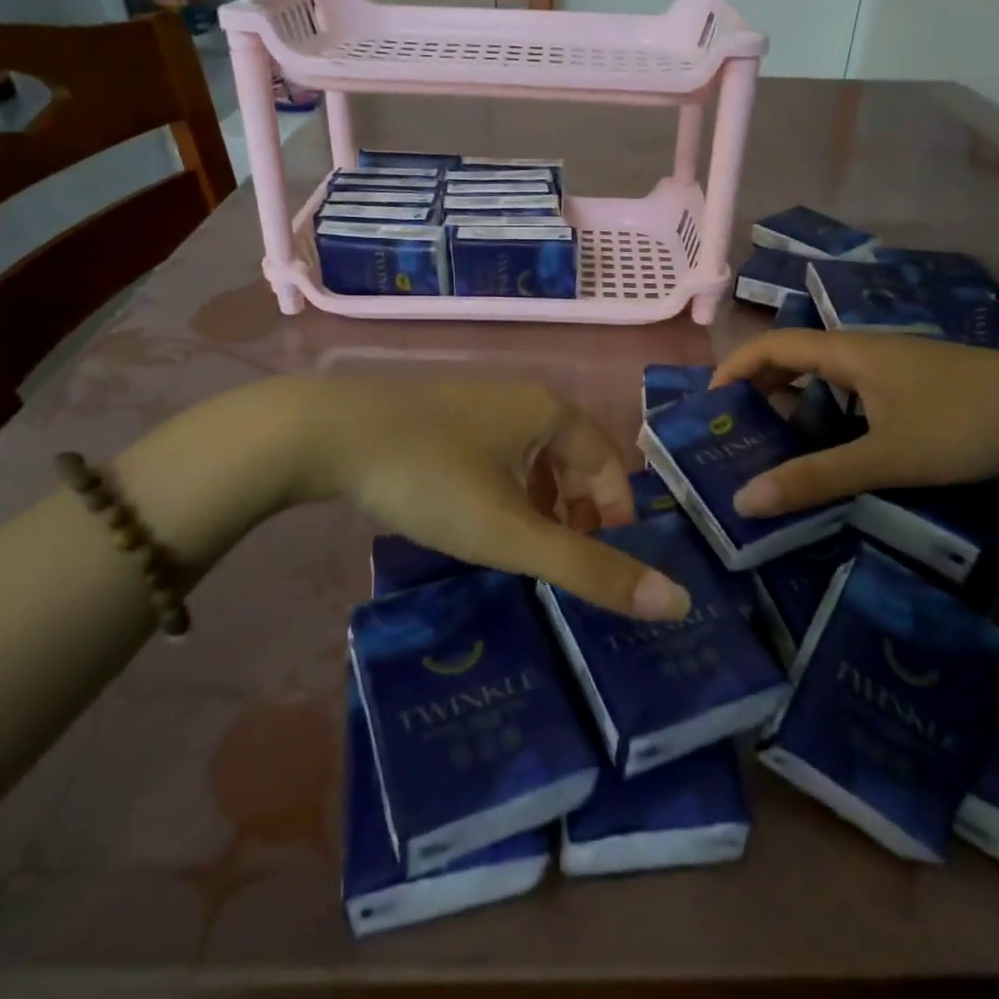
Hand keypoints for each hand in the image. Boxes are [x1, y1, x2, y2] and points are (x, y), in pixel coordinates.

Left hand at [292, 376, 691, 619]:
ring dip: (539, 503)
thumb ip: (590, 569)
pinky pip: (494, 453)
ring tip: (522, 547)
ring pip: (531, 457)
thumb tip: (676, 602)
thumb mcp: (511, 534)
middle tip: (562, 561)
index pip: (609, 465)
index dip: (616, 517)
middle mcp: (520, 396)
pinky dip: (503, 488)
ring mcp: (475, 400)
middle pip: (572, 459)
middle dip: (577, 512)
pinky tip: (475, 517)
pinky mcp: (438, 413)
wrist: (323, 432)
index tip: (601, 564)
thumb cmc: (429, 478)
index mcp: (550, 411)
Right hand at [710, 331, 998, 516]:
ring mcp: (896, 366)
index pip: (772, 346)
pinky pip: (855, 391)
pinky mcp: (919, 384)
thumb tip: (744, 500)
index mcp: (849, 352)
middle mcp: (866, 349)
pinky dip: (830, 413)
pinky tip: (838, 448)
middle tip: (738, 435)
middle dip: (760, 390)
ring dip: (796, 403)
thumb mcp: (886, 457)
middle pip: (795, 357)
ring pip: (828, 377)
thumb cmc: (968, 423)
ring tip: (778, 446)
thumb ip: (815, 478)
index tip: (709, 407)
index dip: (734, 370)